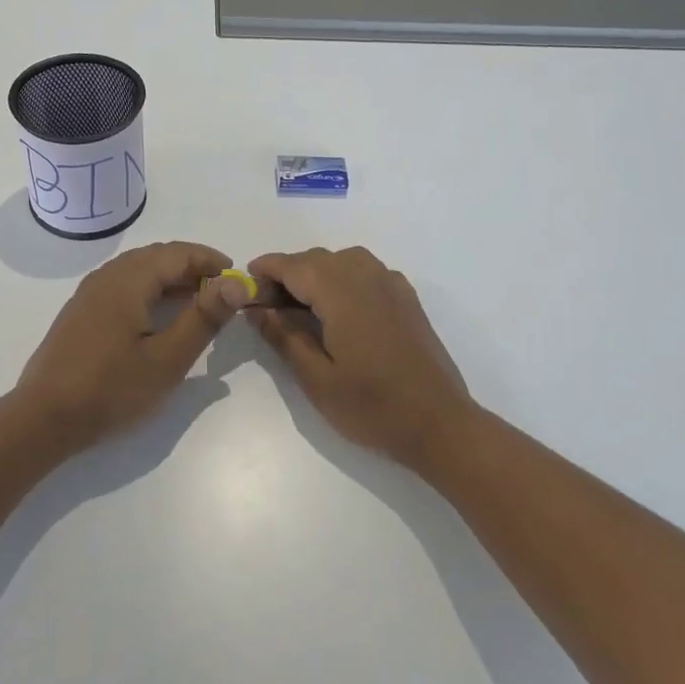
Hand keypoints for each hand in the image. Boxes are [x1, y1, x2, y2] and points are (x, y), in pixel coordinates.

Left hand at [15, 241, 249, 447]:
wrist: (44, 418)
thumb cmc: (111, 389)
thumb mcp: (168, 358)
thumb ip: (204, 318)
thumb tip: (236, 283)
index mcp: (129, 279)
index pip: (179, 253)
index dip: (211, 261)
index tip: (237, 279)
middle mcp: (108, 275)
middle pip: (158, 256)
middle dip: (192, 267)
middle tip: (221, 291)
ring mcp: (90, 292)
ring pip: (139, 269)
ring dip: (171, 278)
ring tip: (196, 302)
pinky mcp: (81, 311)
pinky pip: (123, 284)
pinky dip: (150, 289)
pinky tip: (158, 315)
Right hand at [247, 246, 474, 467]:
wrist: (440, 424)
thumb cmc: (373, 407)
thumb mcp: (317, 379)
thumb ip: (284, 338)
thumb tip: (257, 310)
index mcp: (343, 294)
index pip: (295, 266)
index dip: (266, 269)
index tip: (244, 282)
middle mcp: (368, 278)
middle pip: (318, 259)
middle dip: (288, 274)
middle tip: (266, 305)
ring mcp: (392, 286)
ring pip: (344, 261)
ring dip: (316, 273)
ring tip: (299, 305)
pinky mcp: (407, 299)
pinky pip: (367, 272)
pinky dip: (343, 278)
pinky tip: (339, 308)